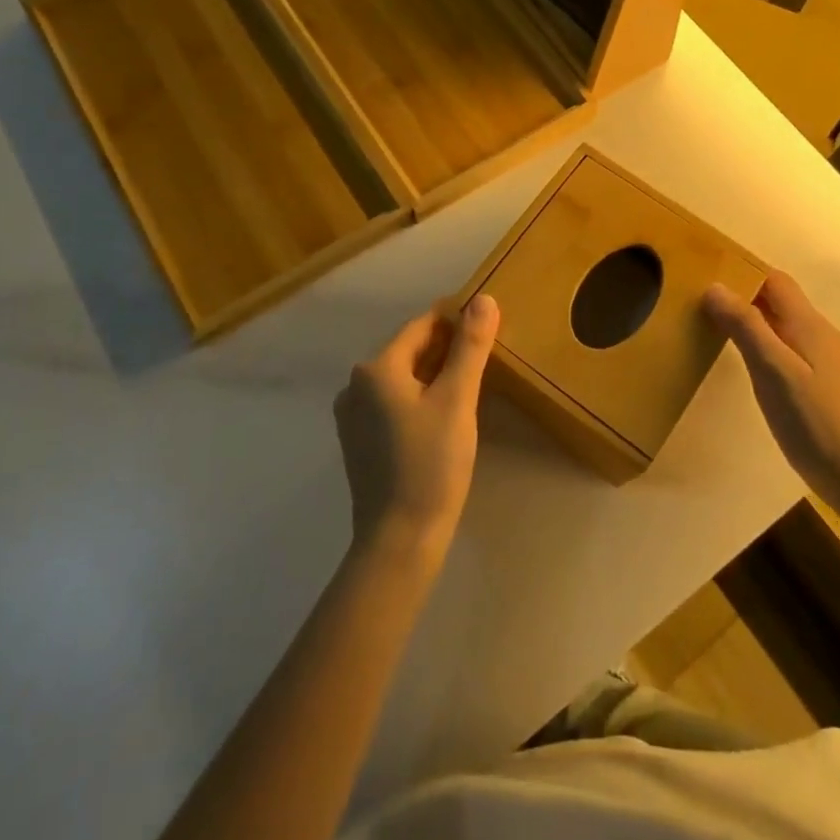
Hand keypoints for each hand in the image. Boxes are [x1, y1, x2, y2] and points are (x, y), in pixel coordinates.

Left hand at [335, 295, 498, 564]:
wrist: (399, 541)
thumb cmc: (431, 464)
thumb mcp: (457, 400)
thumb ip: (470, 346)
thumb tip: (484, 299)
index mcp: (376, 368)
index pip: (421, 327)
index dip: (455, 321)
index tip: (486, 325)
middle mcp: (355, 385)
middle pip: (409, 352)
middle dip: (446, 350)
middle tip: (485, 357)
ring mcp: (353, 416)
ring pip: (402, 380)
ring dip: (433, 375)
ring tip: (470, 384)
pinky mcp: (358, 442)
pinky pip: (393, 404)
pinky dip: (418, 400)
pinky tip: (443, 416)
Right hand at [704, 271, 839, 507]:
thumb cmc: (816, 423)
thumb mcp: (773, 372)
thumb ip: (745, 327)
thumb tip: (714, 286)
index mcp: (811, 326)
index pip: (775, 280)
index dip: (743, 271)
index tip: (708, 274)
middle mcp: (824, 336)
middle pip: (782, 302)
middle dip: (746, 296)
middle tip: (704, 304)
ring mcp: (832, 363)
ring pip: (788, 327)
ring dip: (756, 322)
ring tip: (720, 332)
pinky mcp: (831, 388)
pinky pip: (794, 350)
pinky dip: (769, 346)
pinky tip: (755, 369)